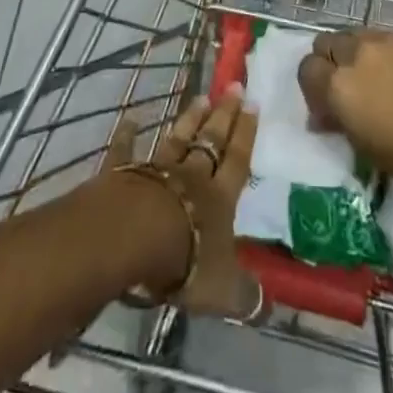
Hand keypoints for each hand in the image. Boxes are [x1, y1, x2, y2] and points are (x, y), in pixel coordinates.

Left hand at [104, 89, 260, 319]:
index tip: (253, 103)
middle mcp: (191, 176)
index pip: (237, 161)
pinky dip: (128, 134)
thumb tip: (268, 307)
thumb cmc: (184, 260)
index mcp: (219, 199)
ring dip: (189, 119)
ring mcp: (157, 170)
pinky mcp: (124, 173)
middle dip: (224, 115)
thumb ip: (245, 295)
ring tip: (201, 98)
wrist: (133, 238)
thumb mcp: (222, 289)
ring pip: (177, 139)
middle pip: (211, 141)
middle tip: (234, 86)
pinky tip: (130, 118)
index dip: (246, 134)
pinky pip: (126, 150)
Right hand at [298, 29, 392, 211]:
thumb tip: (323, 116)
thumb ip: (339, 123)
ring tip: (374, 82)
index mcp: (340, 84)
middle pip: (326, 43)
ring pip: (354, 36)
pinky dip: (382, 53)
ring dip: (354, 55)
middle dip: (329, 65)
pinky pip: (384, 39)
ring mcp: (387, 40)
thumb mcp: (368, 150)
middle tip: (346, 93)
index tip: (327, 111)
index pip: (306, 70)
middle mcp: (357, 53)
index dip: (313, 90)